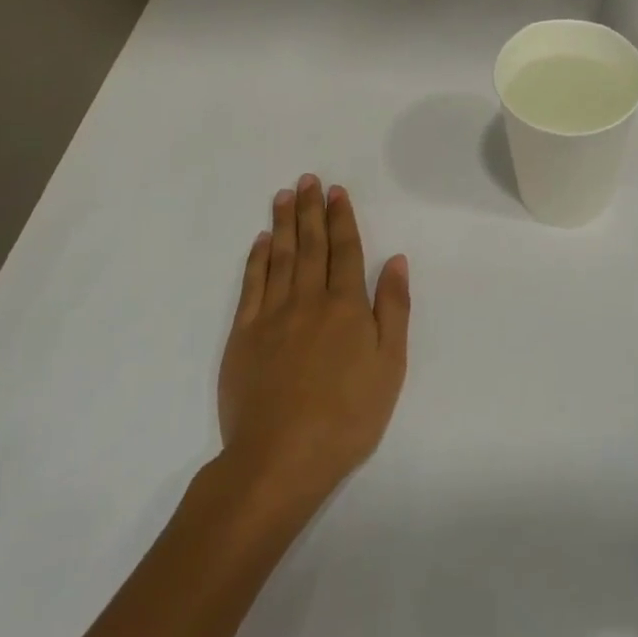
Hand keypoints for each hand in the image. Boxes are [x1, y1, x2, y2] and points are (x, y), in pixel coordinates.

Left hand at [218, 175, 409, 510]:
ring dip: (283, 223)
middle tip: (308, 179)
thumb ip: (393, 309)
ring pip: (279, 257)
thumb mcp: (390, 366)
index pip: (345, 250)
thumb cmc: (348, 416)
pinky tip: (261, 241)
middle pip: (310, 245)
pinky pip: (251, 285)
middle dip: (311, 209)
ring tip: (284, 195)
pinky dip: (257, 259)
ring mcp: (272, 315)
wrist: (281, 457)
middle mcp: (308, 300)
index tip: (336, 191)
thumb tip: (394, 260)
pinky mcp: (243, 334)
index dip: (341, 218)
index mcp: (347, 306)